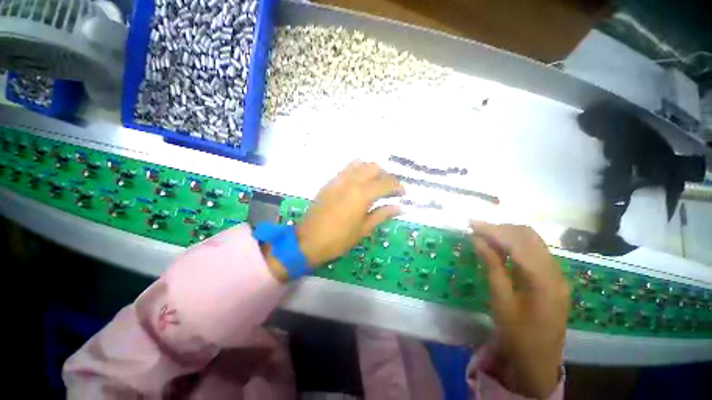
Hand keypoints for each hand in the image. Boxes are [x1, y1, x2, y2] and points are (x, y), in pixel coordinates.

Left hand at [296, 161, 403, 266]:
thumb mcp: (363, 229)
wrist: (308, 240)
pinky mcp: (330, 182)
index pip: (386, 183)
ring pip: (360, 164)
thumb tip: (400, 207)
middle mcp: (351, 181)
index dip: (398, 187)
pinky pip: (347, 169)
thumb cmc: (338, 239)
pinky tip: (360, 183)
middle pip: (374, 168)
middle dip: (386, 176)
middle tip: (390, 189)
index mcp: (362, 194)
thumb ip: (382, 214)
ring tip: (376, 183)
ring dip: (372, 170)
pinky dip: (358, 171)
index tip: (403, 193)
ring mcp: (338, 179)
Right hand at [470, 222, 568, 398]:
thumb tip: (477, 240)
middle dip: (500, 228)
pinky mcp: (552, 277)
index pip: (517, 243)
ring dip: (507, 233)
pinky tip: (499, 246)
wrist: (539, 362)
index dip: (492, 230)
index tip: (470, 224)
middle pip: (528, 236)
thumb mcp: (501, 301)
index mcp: (543, 279)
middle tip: (475, 228)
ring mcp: (556, 273)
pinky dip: (515, 243)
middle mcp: (554, 271)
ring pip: (532, 240)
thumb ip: (491, 266)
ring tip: (484, 234)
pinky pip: (534, 250)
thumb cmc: (517, 335)